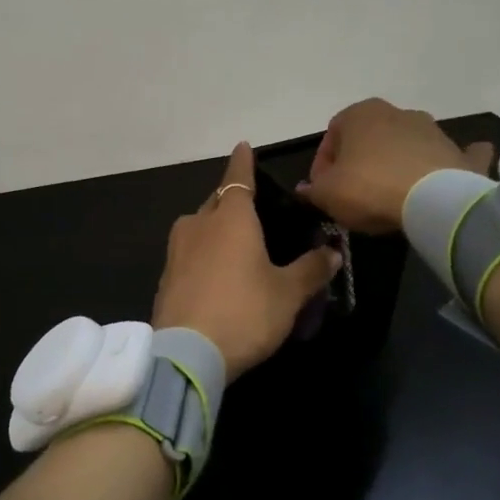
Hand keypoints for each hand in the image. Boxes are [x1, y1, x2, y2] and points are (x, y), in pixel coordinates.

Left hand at [153, 142, 342, 382]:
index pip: (238, 177)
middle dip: (231, 199)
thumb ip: (311, 270)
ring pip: (198, 226)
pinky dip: (203, 254)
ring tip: (235, 242)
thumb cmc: (245, 312)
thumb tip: (333, 252)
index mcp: (231, 218)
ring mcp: (177, 250)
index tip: (243, 146)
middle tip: (251, 207)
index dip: (243, 162)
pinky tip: (215, 274)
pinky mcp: (165, 277)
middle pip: (217, 201)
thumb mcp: (288, 294)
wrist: (187, 354)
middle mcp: (199, 224)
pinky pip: (188, 253)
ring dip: (214, 227)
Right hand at [298, 98, 494, 234]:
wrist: (434, 200)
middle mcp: (397, 112)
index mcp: (361, 113)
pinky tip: (443, 177)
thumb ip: (313, 189)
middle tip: (353, 194)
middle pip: (370, 138)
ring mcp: (432, 130)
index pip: (332, 135)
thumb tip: (306, 188)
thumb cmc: (370, 188)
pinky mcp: (458, 152)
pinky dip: (448, 162)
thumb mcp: (327, 193)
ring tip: (389, 197)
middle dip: (360, 162)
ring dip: (396, 164)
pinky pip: (450, 155)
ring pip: (406, 145)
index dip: (323, 165)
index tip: (323, 190)